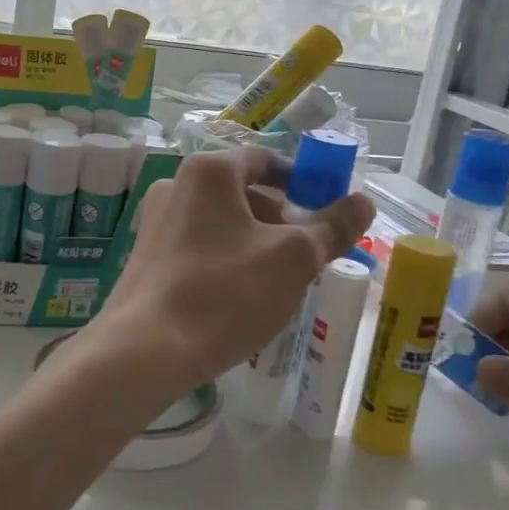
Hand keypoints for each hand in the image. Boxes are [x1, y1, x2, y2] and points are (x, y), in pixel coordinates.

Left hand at [94, 148, 373, 407]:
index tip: (328, 210)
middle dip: (282, 219)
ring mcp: (155, 221)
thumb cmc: (225, 292)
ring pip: (222, 222)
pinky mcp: (147, 255)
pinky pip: (200, 245)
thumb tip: (363, 202)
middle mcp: (175, 185)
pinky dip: (227, 259)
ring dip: (256, 242)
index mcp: (208, 171)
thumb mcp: (293, 259)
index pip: (266, 160)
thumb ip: (332, 227)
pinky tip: (242, 297)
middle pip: (243, 192)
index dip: (303, 180)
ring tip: (281, 281)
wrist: (146, 349)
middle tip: (311, 254)